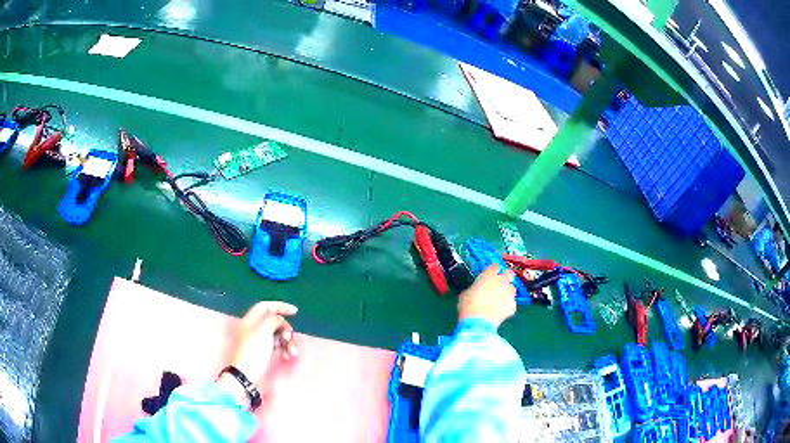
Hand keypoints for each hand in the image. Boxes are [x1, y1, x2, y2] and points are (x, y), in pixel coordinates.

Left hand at [231, 301, 297, 384]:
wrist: (248, 371)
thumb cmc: (254, 348)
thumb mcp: (264, 328)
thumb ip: (274, 319)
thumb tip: (280, 321)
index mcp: (251, 319)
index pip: (266, 306)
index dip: (280, 306)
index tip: (295, 312)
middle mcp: (255, 328)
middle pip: (275, 322)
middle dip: (285, 329)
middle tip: (287, 338)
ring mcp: (260, 340)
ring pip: (279, 335)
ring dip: (288, 342)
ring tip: (291, 352)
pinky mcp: (265, 351)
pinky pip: (279, 346)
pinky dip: (285, 349)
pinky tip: (287, 356)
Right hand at [458, 264, 516, 327]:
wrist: (478, 323)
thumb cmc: (468, 306)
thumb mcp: (465, 294)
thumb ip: (474, 288)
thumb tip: (475, 291)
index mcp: (488, 275)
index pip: (495, 266)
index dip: (493, 269)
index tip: (491, 273)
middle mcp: (501, 281)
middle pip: (509, 273)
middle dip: (506, 276)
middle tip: (500, 282)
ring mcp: (509, 293)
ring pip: (512, 288)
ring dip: (507, 291)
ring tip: (500, 299)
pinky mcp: (513, 306)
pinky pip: (512, 303)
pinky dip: (508, 305)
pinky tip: (501, 310)